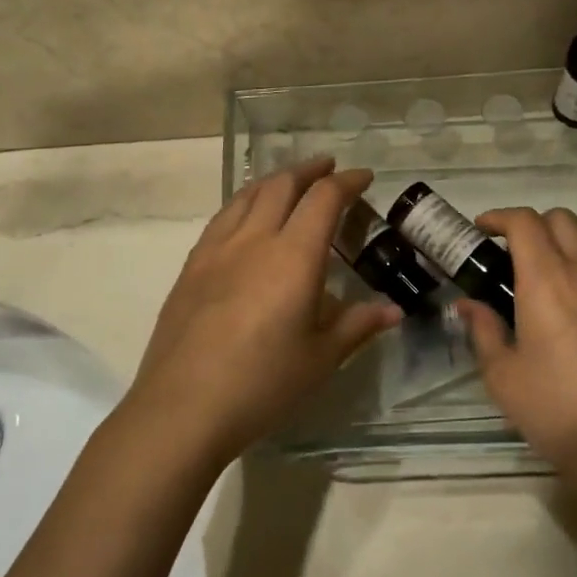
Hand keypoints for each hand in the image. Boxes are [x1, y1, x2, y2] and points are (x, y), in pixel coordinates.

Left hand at [124, 158, 400, 466]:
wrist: (183, 407)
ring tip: (290, 182)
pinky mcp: (192, 266)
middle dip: (310, 170)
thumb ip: (358, 325)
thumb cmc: (262, 384)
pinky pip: (223, 217)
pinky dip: (244, 202)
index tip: (363, 178)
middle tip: (329, 168)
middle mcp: (255, 239)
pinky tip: (246, 217)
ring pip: (248, 195)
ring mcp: (217, 249)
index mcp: (293, 256)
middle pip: (283, 184)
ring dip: (275, 180)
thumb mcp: (320, 358)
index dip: (347, 182)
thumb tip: (393, 311)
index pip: (324, 199)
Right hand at [457, 207, 576, 482]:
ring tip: (553, 266)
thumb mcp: (502, 375)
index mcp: (546, 280)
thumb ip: (483, 330)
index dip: (499, 217)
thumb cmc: (555, 409)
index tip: (482, 229)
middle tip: (512, 253)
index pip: (524, 222)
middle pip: (560, 218)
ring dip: (568, 237)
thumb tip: (468, 304)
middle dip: (531, 224)